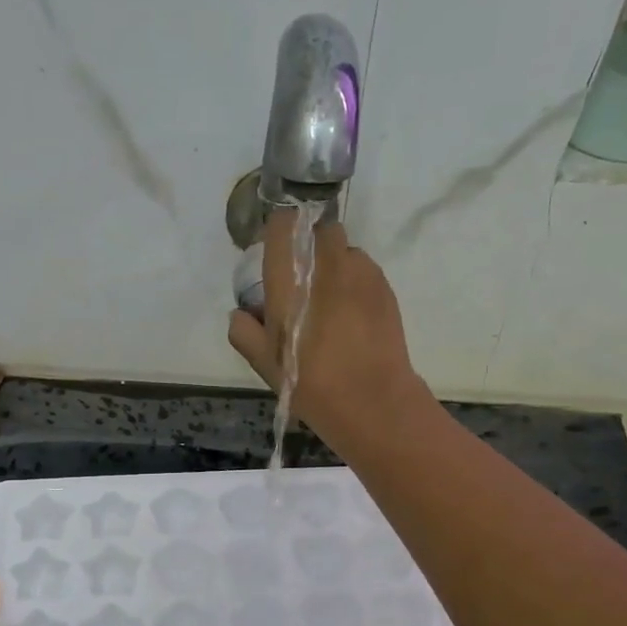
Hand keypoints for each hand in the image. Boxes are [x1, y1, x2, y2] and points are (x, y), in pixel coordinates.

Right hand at [227, 209, 424, 448]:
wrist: (371, 399)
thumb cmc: (310, 381)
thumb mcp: (265, 364)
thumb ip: (244, 332)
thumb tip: (241, 314)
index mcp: (292, 279)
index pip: (283, 225)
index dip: (279, 231)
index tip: (276, 251)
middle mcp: (327, 265)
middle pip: (320, 229)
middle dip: (312, 245)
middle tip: (305, 279)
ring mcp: (361, 273)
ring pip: (346, 250)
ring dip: (336, 265)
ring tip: (332, 301)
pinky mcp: (385, 288)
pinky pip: (365, 271)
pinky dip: (356, 283)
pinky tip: (353, 315)